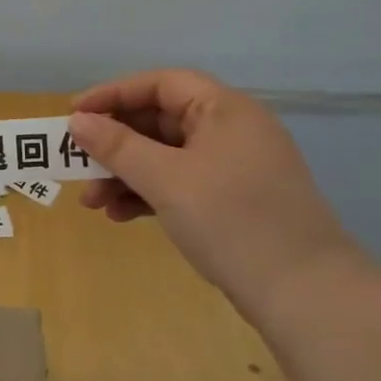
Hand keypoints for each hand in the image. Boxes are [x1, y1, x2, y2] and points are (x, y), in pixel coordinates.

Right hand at [69, 70, 356, 310]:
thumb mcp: (166, 180)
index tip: (74, 114)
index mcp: (225, 109)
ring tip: (90, 201)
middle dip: (115, 143)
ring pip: (166, 156)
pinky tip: (119, 215)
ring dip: (125, 173)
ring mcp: (233, 168)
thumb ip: (118, 146)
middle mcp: (231, 130)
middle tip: (77, 160)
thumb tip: (78, 121)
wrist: (306, 296)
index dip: (114, 94)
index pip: (160, 84)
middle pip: (160, 121)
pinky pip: (180, 184)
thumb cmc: (232, 221)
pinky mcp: (232, 201)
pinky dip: (148, 194)